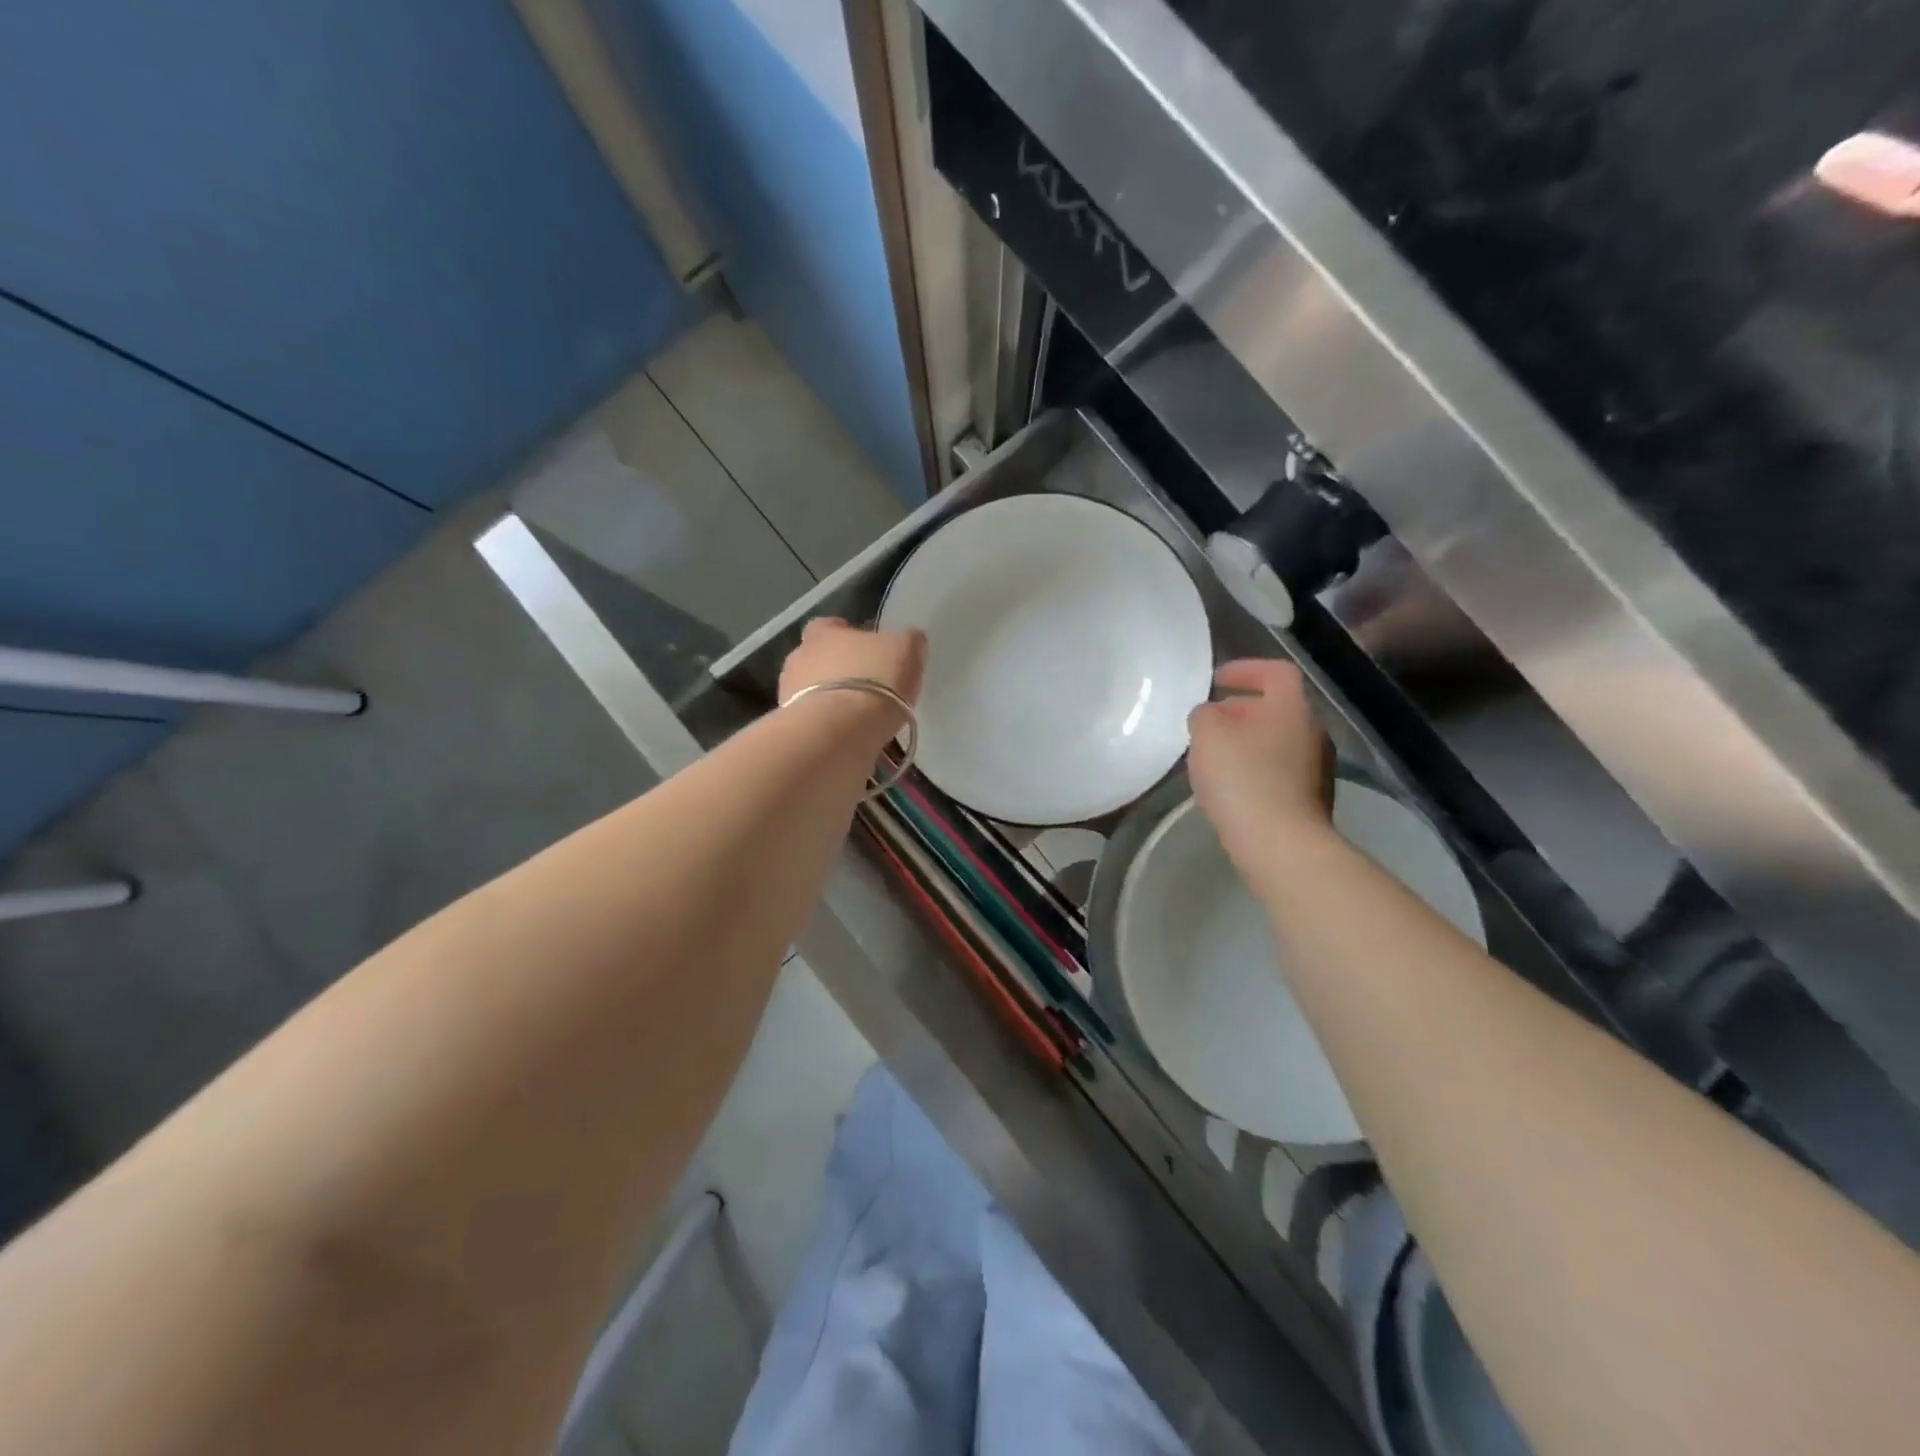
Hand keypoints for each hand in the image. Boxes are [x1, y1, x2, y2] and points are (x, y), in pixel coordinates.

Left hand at [778, 617, 927, 746]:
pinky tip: (849, 737)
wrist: (840, 731)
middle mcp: (798, 659)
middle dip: (837, 670)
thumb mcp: (906, 650)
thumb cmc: (874, 680)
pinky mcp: (793, 728)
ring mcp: (789, 695)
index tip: (866, 649)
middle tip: (865, 686)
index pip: (829, 626)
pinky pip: (814, 722)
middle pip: (817, 659)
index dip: (847, 635)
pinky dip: (829, 727)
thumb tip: (909, 640)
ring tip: (858, 718)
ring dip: (830, 700)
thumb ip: (907, 641)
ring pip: (812, 692)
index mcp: (821, 633)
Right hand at [1188, 658, 1334, 877]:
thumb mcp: (1207, 734)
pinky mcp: (1311, 799)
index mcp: (1292, 706)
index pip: (1275, 671)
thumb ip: (1204, 714)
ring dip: (1247, 741)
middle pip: (1277, 708)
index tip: (1216, 680)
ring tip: (1215, 755)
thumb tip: (1211, 715)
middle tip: (1209, 720)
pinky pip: (1279, 770)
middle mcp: (1312, 731)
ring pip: (1277, 740)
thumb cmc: (1242, 778)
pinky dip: (1255, 768)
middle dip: (1241, 710)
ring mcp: (1317, 767)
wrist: (1281, 844)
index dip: (1245, 669)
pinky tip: (1231, 786)